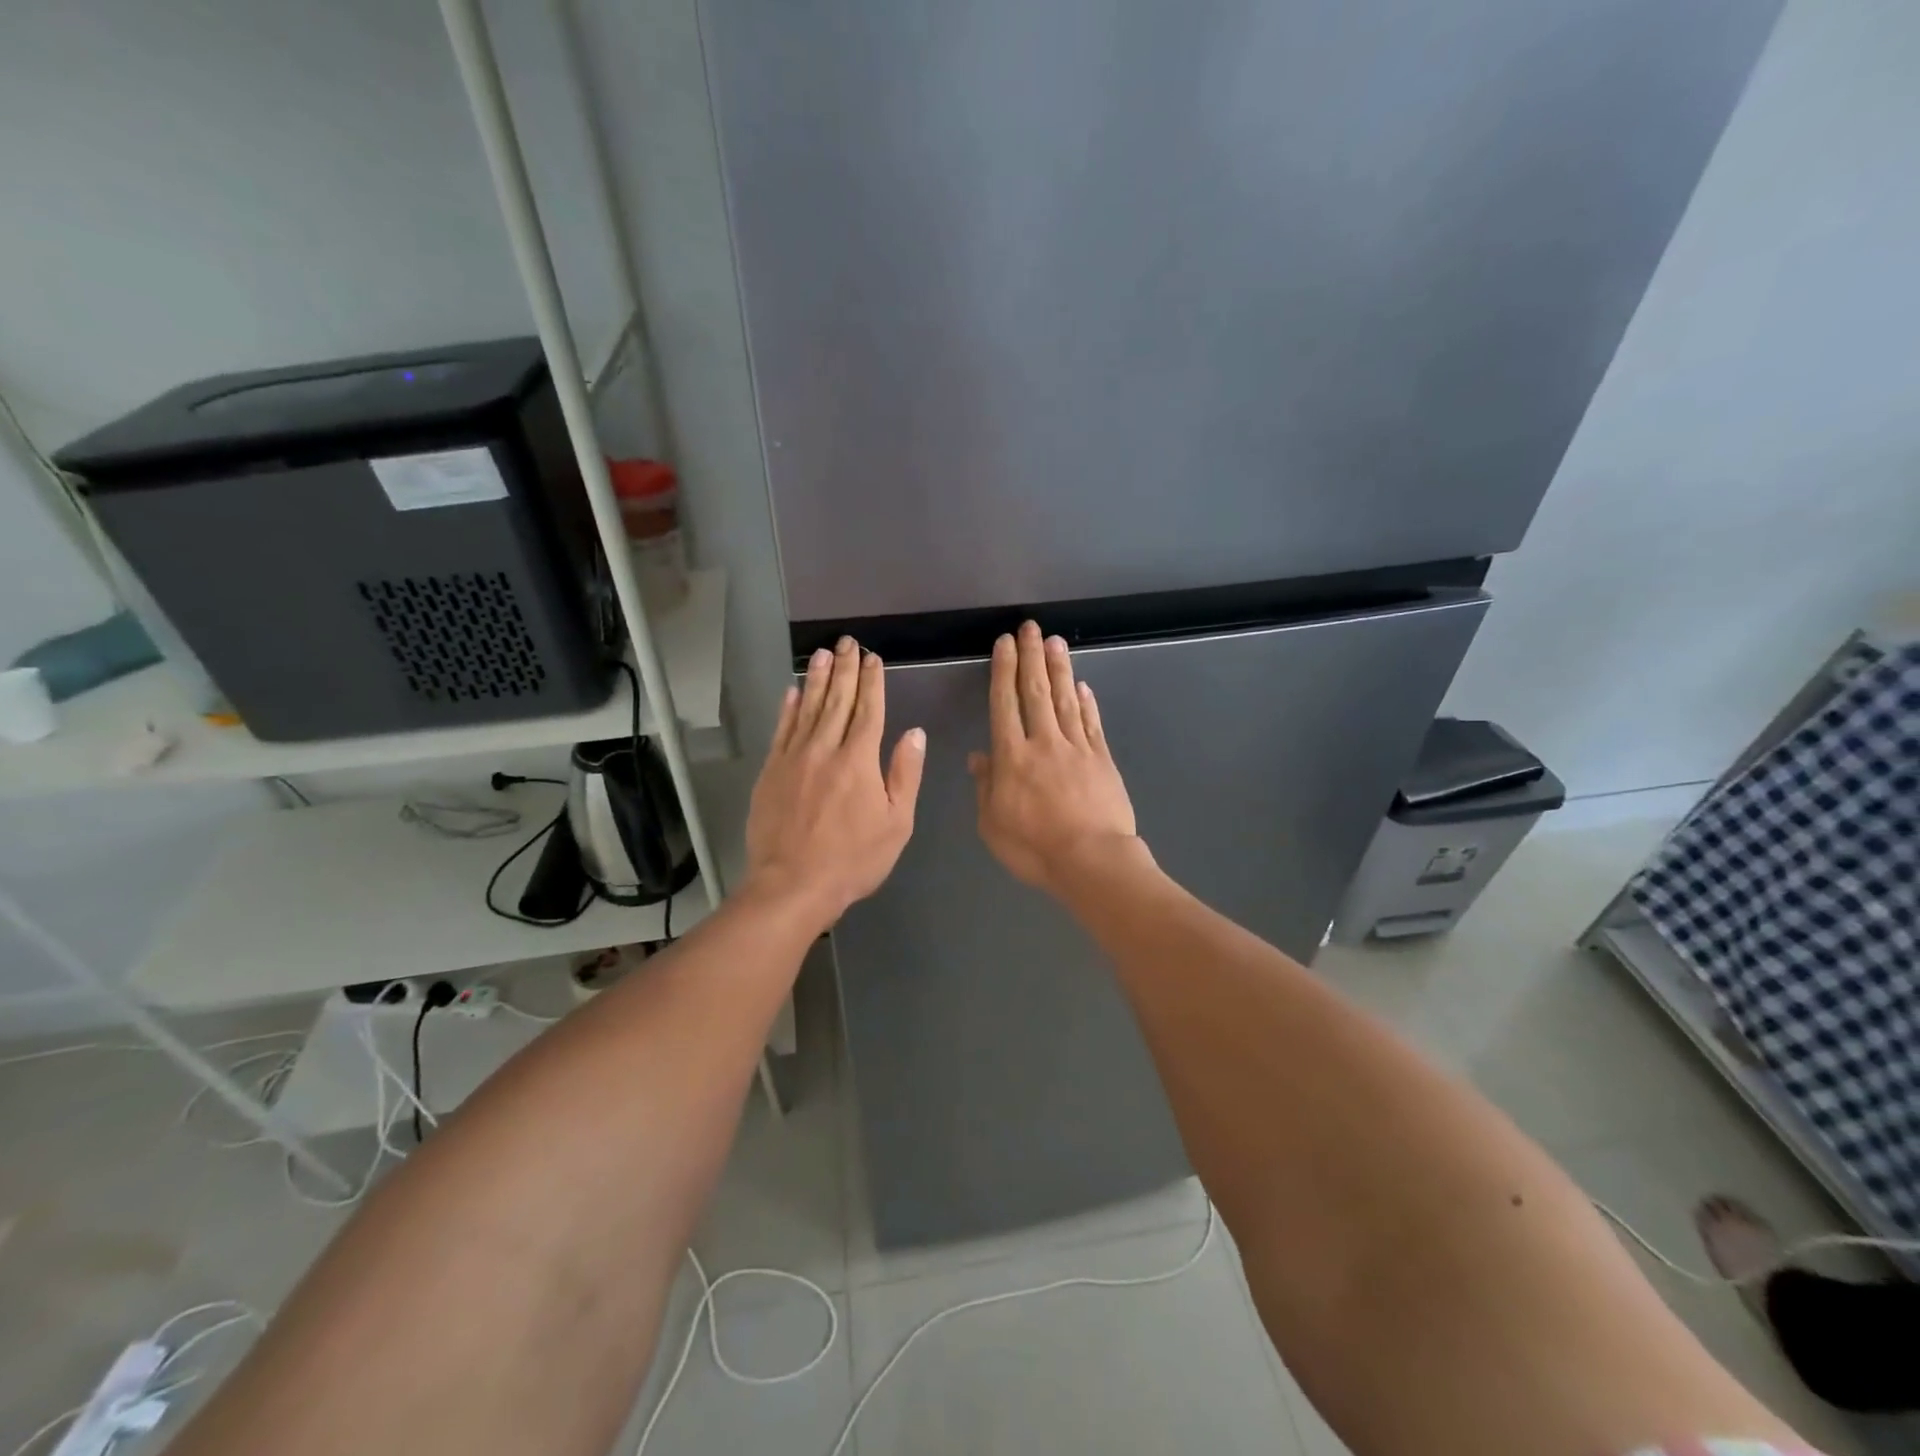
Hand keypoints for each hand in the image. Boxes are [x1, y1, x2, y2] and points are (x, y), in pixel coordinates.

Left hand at [745, 636, 925, 926]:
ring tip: (822, 653)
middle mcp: (825, 749)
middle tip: (848, 641)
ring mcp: (793, 758)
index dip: (872, 681)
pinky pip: (781, 730)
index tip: (873, 658)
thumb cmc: (853, 860)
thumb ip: (905, 774)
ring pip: (807, 708)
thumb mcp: (896, 823)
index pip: (868, 710)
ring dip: (816, 678)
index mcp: (859, 760)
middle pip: (837, 700)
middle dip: (845, 669)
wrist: (792, 885)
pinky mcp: (771, 772)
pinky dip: (787, 708)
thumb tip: (915, 734)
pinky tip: (792, 691)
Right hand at [968, 622, 1140, 895]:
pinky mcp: (1102, 759)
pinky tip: (1082, 685)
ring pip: (1066, 699)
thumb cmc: (1034, 848)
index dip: (1004, 670)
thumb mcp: (992, 825)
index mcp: (1012, 757)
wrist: (1092, 861)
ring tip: (1056, 641)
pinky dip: (1086, 701)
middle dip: (1032, 656)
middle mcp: (1043, 742)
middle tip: (1032, 627)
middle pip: (1036, 691)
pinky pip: (1091, 723)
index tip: (1005, 643)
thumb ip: (985, 787)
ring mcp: (1077, 748)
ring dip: (1059, 668)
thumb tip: (979, 757)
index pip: (1004, 703)